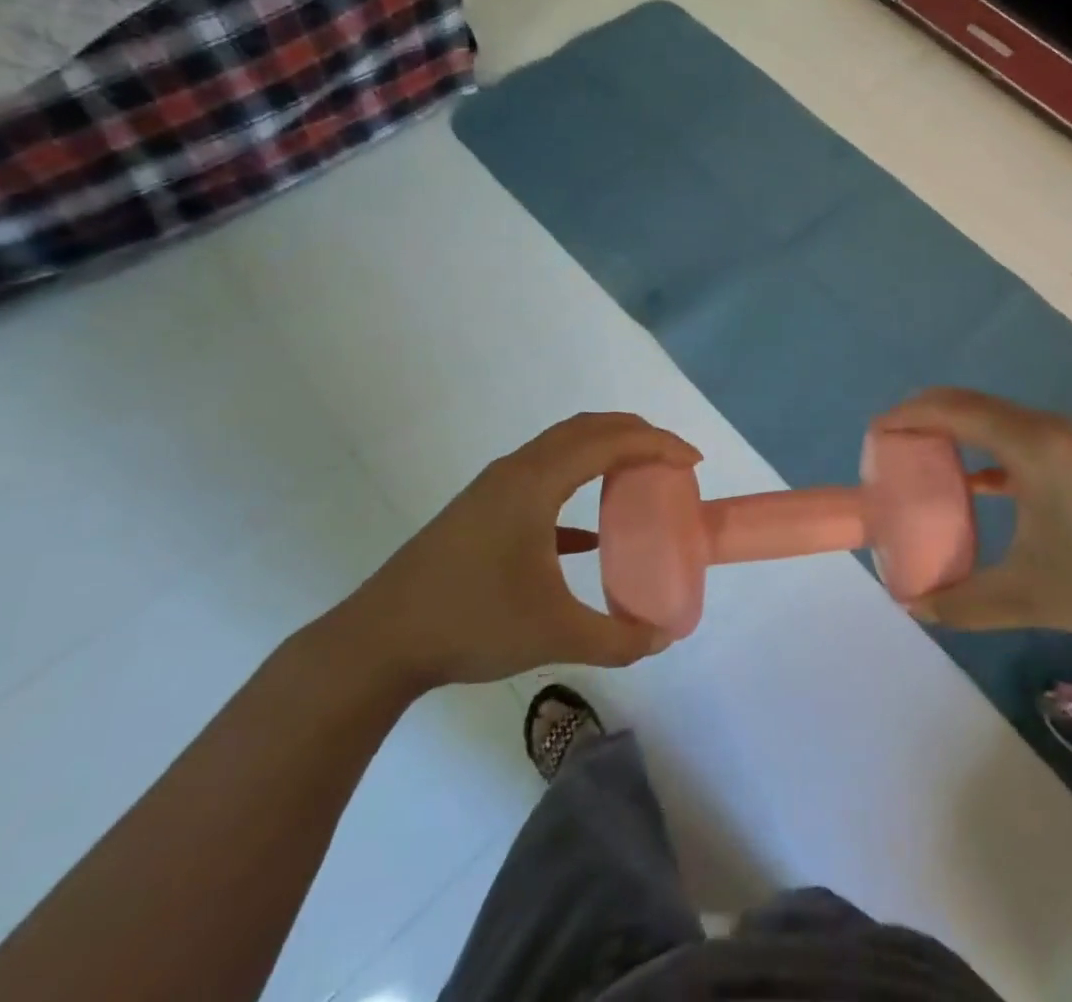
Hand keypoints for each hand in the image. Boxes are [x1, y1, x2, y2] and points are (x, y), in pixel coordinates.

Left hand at [334, 413, 701, 687]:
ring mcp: (495, 489)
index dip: (657, 444)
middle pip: (586, 429)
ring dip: (604, 451)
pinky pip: (542, 478)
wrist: (378, 643)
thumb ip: (616, 638)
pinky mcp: (482, 511)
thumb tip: (662, 638)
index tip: (693, 461)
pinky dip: (577, 484)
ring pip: (561, 448)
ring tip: (639, 476)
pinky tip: (591, 533)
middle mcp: (517, 471)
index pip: (609, 442)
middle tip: (673, 458)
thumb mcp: (553, 633)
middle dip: (635, 434)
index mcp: (536, 482)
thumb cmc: (470, 623)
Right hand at [877, 389, 1071, 637]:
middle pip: (969, 403)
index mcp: (1029, 445)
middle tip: (889, 444)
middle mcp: (1044, 428)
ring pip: (994, 417)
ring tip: (922, 456)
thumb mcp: (1027, 597)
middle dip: (924, 416)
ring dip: (955, 429)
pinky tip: (976, 483)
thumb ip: (963, 602)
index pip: (953, 410)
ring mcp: (1066, 439)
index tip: (875, 433)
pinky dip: (984, 448)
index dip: (909, 416)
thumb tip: (914, 607)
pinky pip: (1016, 436)